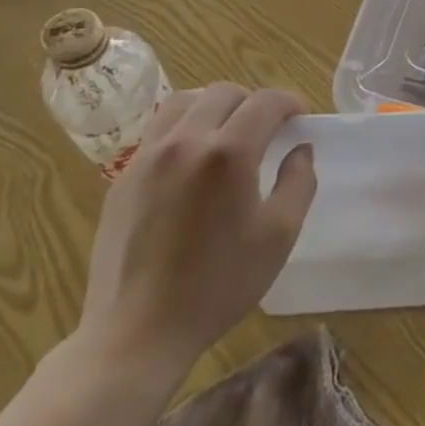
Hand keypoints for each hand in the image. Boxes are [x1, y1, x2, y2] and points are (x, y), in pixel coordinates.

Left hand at [75, 83, 316, 385]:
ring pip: (185, 101)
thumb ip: (299, 182)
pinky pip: (158, 129)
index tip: (299, 119)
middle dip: (254, 102)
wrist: (137, 333)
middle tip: (266, 129)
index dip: (290, 102)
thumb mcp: (279, 236)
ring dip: (214, 106)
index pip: (266, 101)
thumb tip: (300, 150)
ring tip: (226, 133)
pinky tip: (192, 160)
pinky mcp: (124, 176)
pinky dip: (183, 127)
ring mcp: (148, 156)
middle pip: (225, 92)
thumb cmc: (218, 285)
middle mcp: (186, 141)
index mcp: (229, 153)